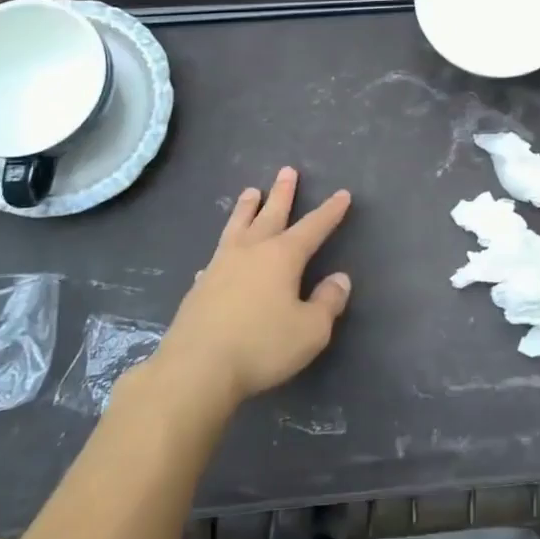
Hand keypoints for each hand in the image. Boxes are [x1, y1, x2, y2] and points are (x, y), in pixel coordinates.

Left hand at [153, 167, 352, 410]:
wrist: (197, 368)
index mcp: (282, 256)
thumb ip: (328, 302)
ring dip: (247, 208)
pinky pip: (215, 259)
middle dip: (283, 193)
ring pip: (238, 226)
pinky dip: (222, 252)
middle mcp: (251, 251)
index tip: (342, 194)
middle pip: (271, 214)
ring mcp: (221, 266)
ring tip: (250, 192)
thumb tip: (339, 279)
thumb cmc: (262, 346)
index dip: (330, 211)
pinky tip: (216, 259)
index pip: (313, 227)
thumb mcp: (311, 330)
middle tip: (287, 170)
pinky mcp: (200, 287)